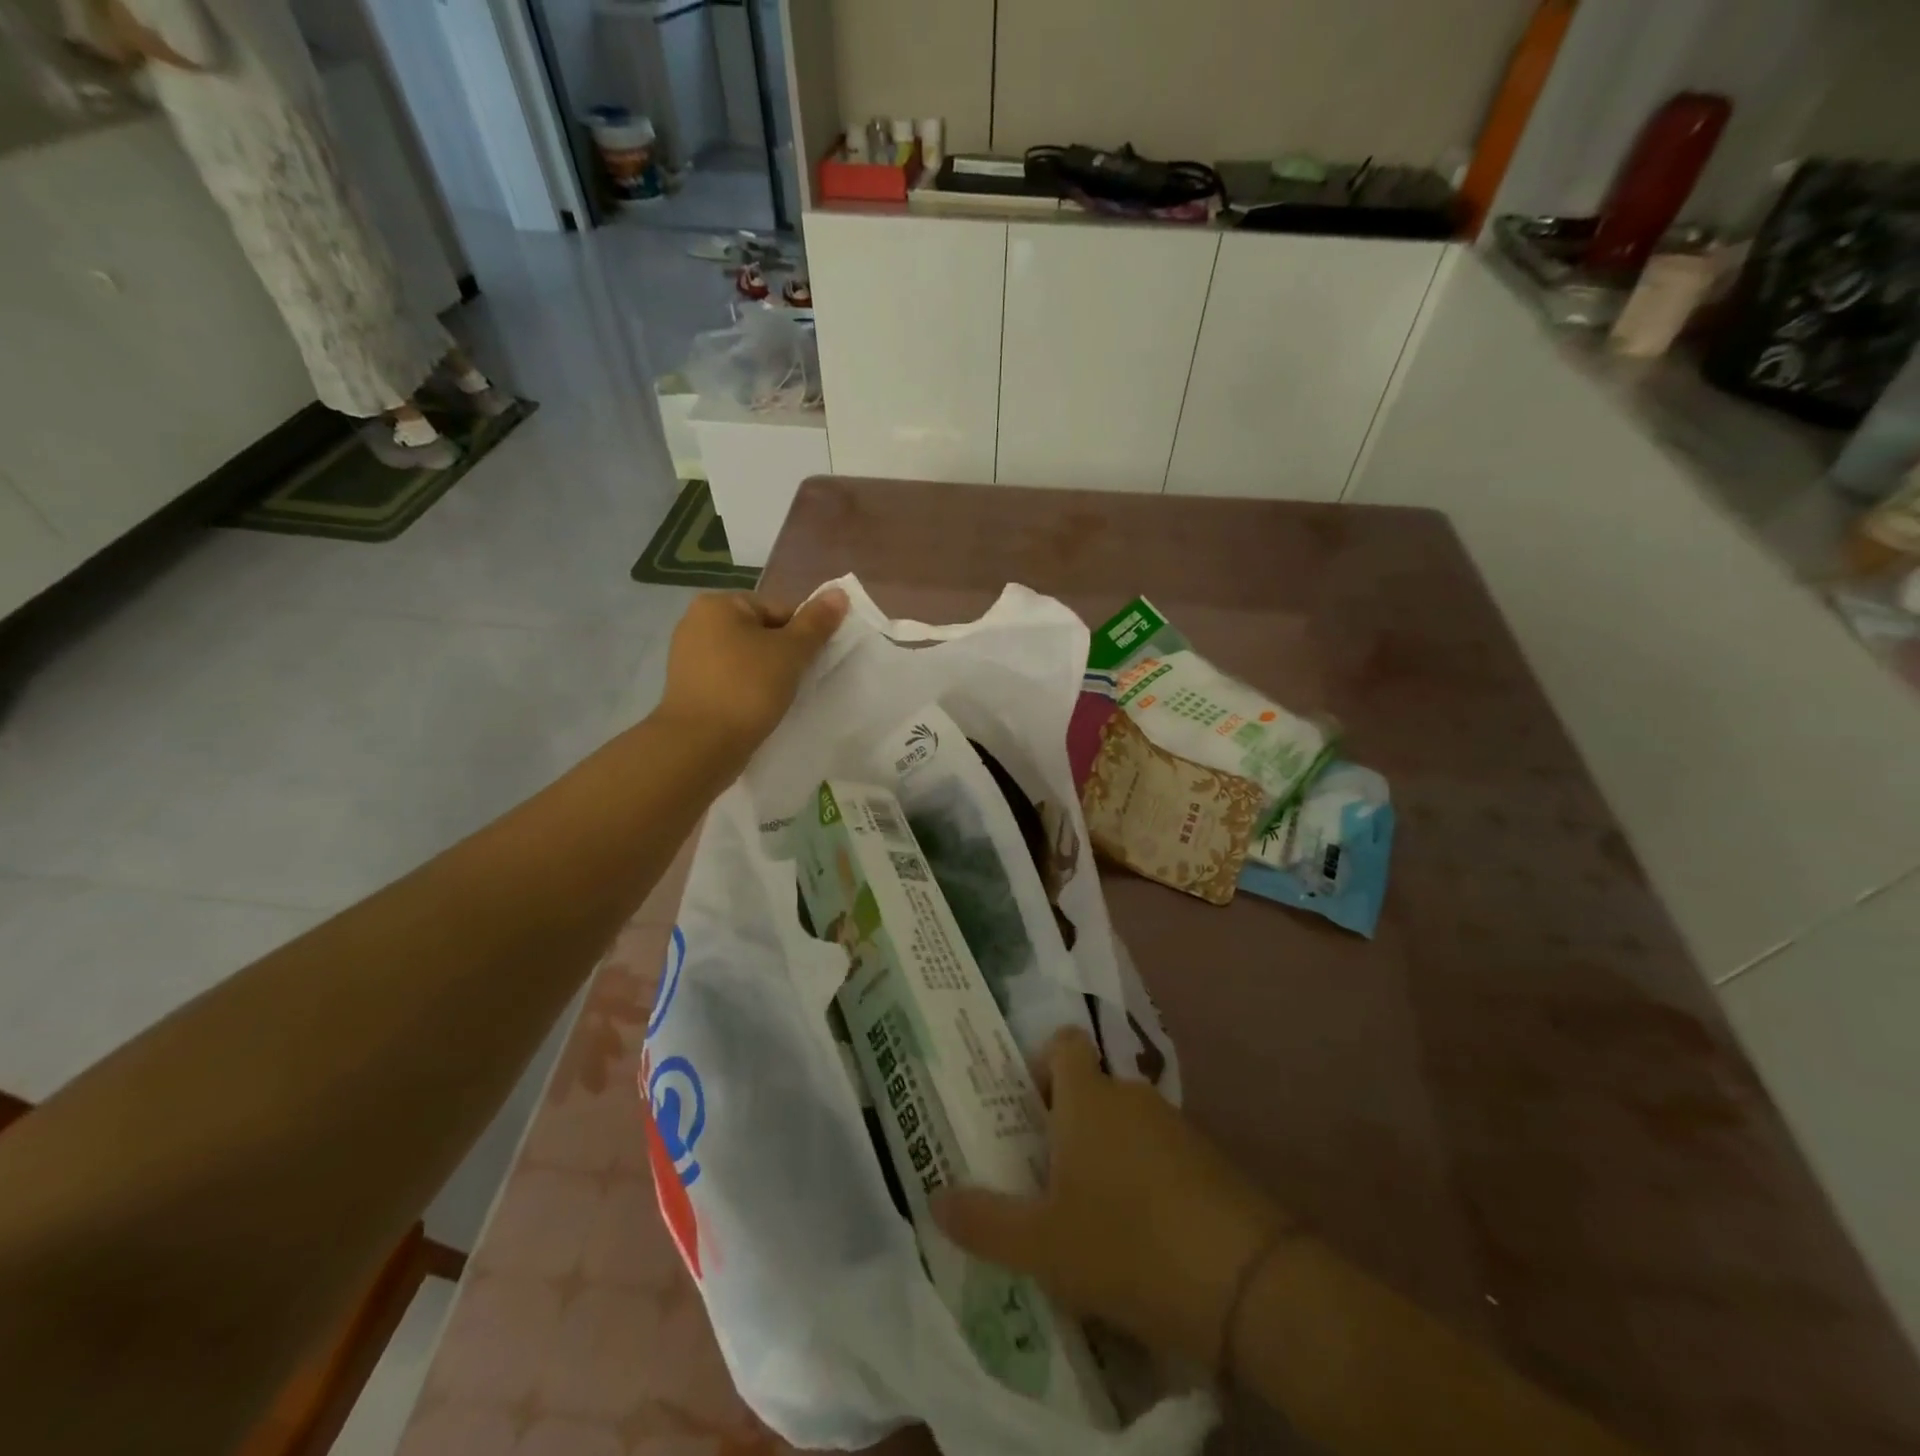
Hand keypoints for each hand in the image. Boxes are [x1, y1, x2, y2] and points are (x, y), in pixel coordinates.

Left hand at [657, 588, 848, 757]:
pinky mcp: (688, 687)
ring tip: (779, 699)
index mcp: (718, 604)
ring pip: (746, 659)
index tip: (810, 663)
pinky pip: (729, 680)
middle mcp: (696, 622)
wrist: (700, 746)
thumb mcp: (791, 652)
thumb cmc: (747, 689)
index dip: (802, 635)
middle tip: (798, 683)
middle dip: (783, 655)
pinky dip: (747, 691)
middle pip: (761, 632)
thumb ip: (816, 622)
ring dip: (767, 675)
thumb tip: (839, 593)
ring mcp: (688, 657)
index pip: (778, 610)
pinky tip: (758, 709)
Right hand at [932, 1029, 1283, 1369]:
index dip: (1040, 1063)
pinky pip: (1159, 1154)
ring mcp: (1175, 1126)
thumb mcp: (1042, 1246)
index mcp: (1087, 1098)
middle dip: (1066, 1122)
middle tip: (1042, 1175)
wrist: (1246, 1283)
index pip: (1062, 1043)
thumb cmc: (1126, 1245)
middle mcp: (1130, 1096)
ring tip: (1086, 1215)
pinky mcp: (1209, 1161)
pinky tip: (1137, 1238)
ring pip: (1126, 1124)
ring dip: (1104, 1155)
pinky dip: (1143, 1180)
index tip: (1026, 1108)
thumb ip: (985, 1222)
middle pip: (1091, 1087)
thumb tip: (935, 1200)